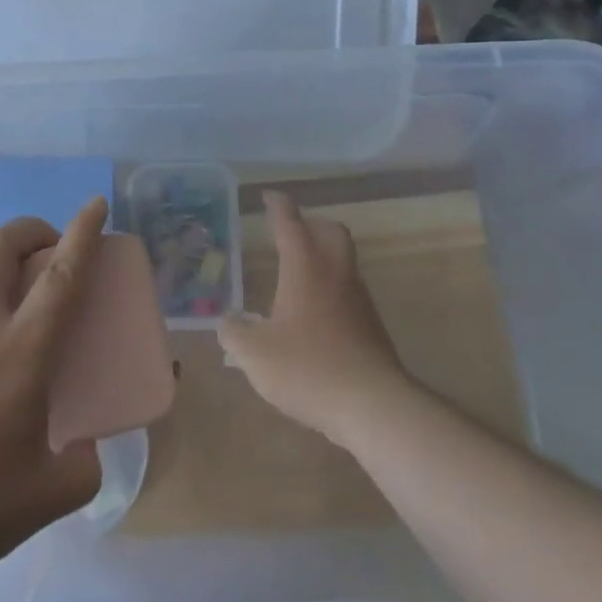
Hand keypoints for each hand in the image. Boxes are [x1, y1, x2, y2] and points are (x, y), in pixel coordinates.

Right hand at [217, 191, 413, 449]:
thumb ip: (235, 333)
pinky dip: (332, 288)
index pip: (290, 223)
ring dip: (324, 256)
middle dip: (311, 224)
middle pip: (330, 231)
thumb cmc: (308, 369)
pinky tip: (314, 316)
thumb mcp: (256, 355)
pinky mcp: (372, 326)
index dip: (278, 206)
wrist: (373, 405)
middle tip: (290, 231)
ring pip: (344, 260)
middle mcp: (336, 273)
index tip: (269, 196)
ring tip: (298, 274)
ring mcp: (359, 298)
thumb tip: (228, 321)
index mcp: (306, 267)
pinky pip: (349, 291)